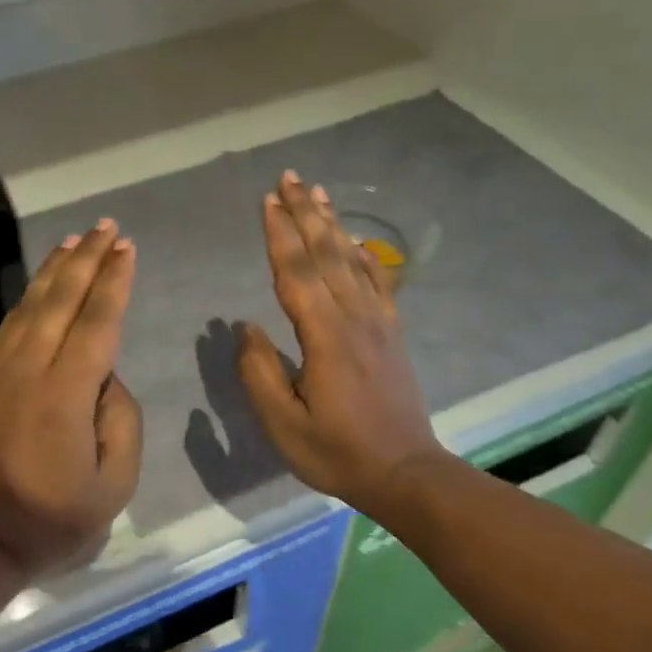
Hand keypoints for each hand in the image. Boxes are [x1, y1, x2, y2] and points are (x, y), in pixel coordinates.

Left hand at [0, 219, 143, 583]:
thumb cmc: (52, 520)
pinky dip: (28, 298)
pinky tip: (40, 287)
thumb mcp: (114, 485)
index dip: (113, 282)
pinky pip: (8, 326)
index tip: (126, 249)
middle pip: (61, 300)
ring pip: (30, 306)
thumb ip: (121, 422)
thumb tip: (106, 379)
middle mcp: (29, 369)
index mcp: (65, 393)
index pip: (97, 322)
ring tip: (74, 242)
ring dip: (54, 270)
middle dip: (87, 259)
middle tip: (106, 227)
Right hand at [237, 171, 444, 513]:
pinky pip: (378, 282)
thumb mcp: (284, 424)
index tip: (267, 201)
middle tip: (289, 178)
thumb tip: (246, 328)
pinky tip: (357, 239)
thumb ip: (259, 373)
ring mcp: (378, 322)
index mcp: (325, 337)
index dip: (279, 235)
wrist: (405, 473)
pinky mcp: (391, 333)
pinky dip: (365, 254)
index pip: (296, 274)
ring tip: (317, 192)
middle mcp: (354, 318)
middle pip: (325, 254)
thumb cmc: (337, 452)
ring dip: (332, 224)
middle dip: (304, 214)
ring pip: (352, 260)